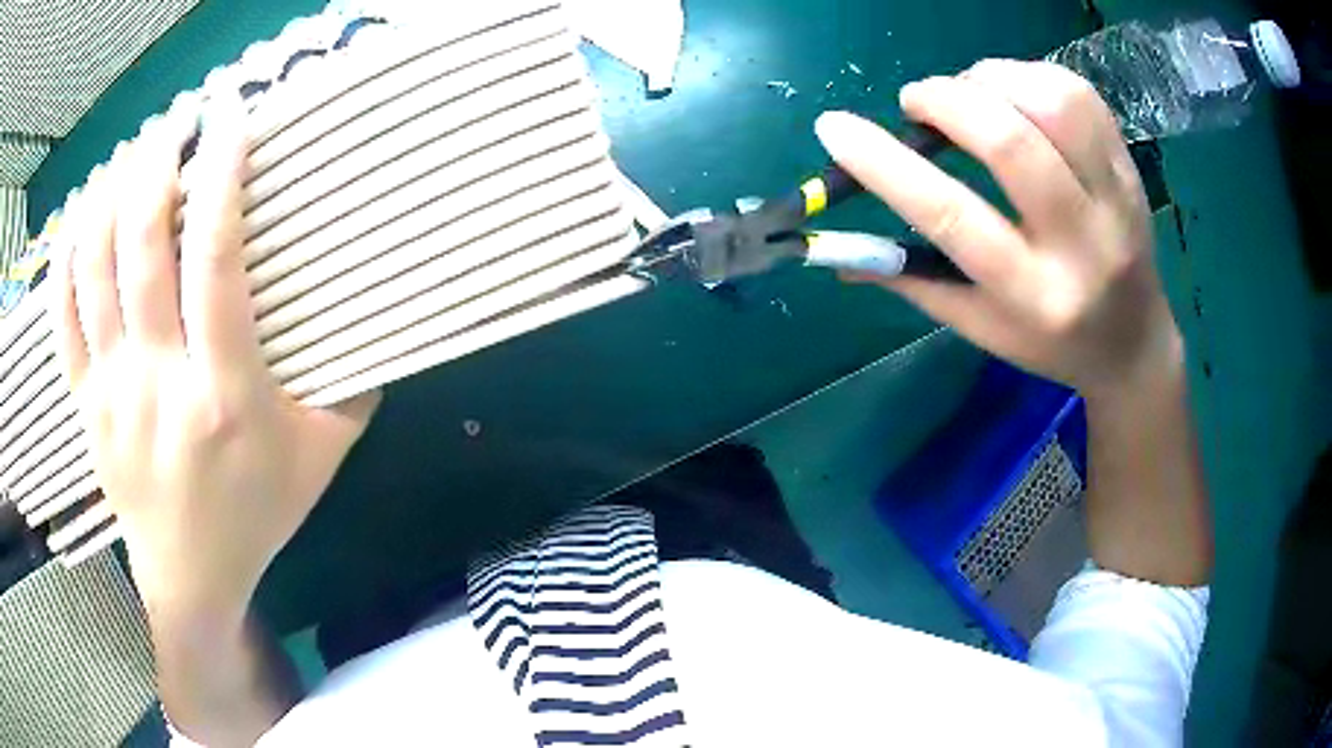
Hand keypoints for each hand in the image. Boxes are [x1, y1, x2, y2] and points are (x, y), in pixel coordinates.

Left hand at [51, 96, 379, 619]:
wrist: (192, 579)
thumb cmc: (257, 515)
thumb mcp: (322, 459)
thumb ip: (351, 388)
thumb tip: (376, 319)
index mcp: (224, 394)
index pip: (215, 264)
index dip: (221, 181)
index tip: (231, 124)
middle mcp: (160, 384)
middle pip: (142, 251)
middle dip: (156, 168)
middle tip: (176, 123)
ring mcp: (113, 393)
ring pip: (94, 274)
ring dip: (110, 198)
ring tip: (130, 157)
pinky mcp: (87, 406)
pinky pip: (63, 321)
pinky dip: (66, 260)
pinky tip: (80, 218)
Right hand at [816, 60, 1181, 397]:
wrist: (1133, 343)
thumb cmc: (1049, 341)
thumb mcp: (980, 327)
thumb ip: (912, 280)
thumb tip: (834, 250)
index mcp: (1033, 296)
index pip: (952, 217)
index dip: (885, 164)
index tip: (833, 127)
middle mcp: (1081, 245)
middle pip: (1010, 143)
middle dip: (945, 101)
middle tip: (916, 101)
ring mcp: (1115, 200)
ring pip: (1052, 104)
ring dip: (991, 79)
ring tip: (970, 93)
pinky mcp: (1130, 169)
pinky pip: (1081, 96)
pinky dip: (1031, 76)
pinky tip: (1012, 93)